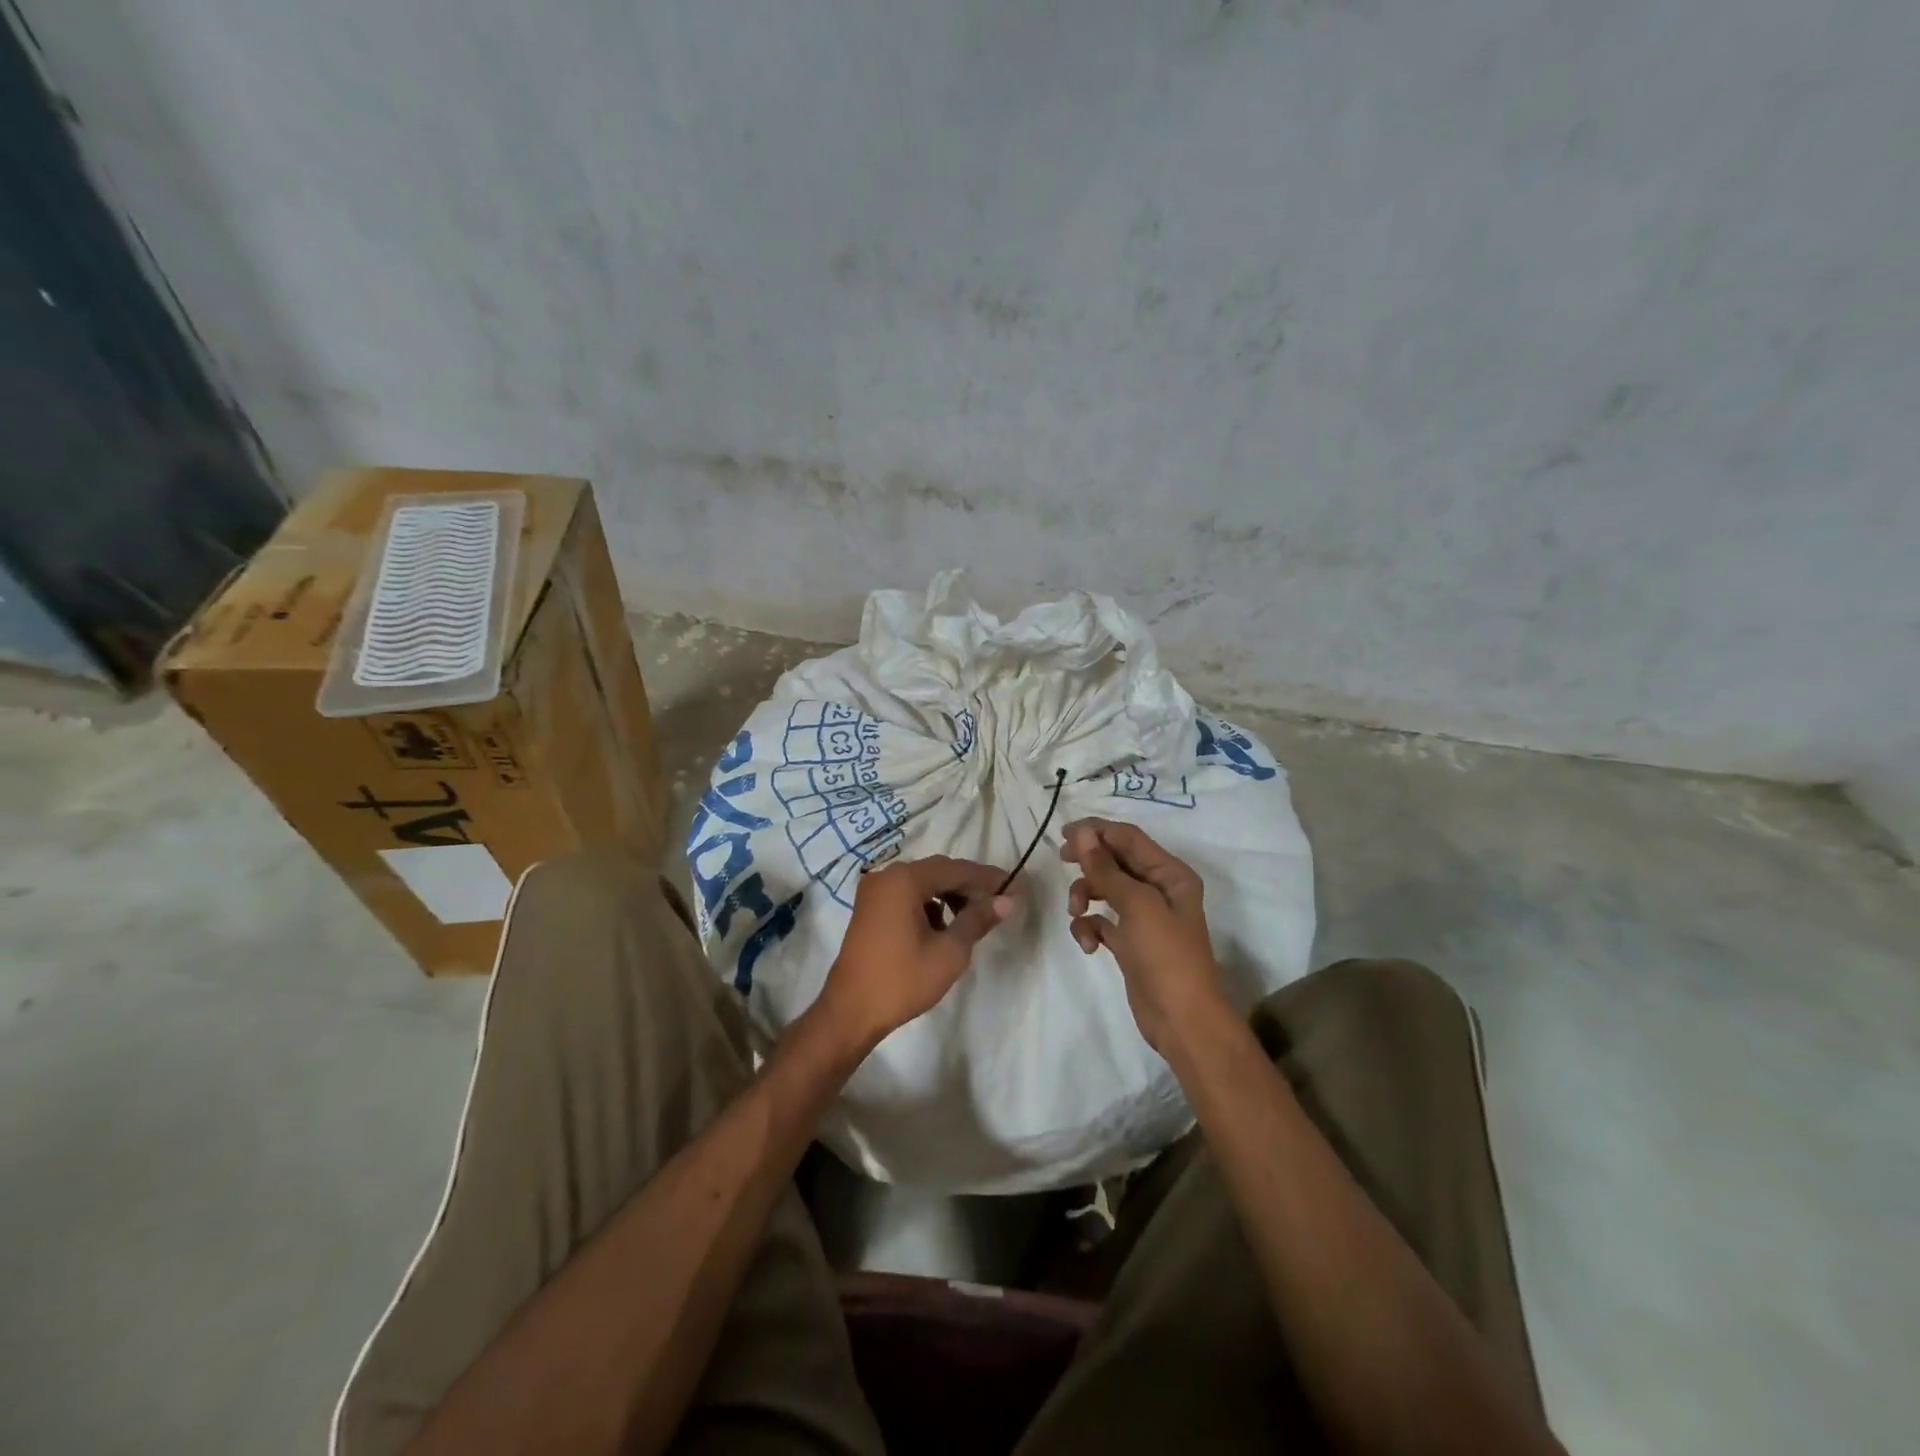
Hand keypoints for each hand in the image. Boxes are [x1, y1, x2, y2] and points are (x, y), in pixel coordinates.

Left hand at [816, 855, 1016, 1053]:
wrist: (850, 1012)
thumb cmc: (902, 980)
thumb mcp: (949, 952)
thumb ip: (978, 920)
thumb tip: (1008, 901)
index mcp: (904, 880)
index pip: (956, 869)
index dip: (988, 878)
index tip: (1016, 887)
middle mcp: (886, 876)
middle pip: (938, 871)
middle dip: (970, 886)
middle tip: (1000, 902)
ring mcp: (875, 892)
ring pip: (923, 883)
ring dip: (950, 895)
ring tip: (973, 918)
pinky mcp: (870, 909)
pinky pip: (907, 896)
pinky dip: (929, 905)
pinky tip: (943, 928)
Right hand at [1061, 818, 1227, 1054]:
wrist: (1182, 1020)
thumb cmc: (1166, 955)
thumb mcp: (1136, 906)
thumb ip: (1105, 868)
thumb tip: (1082, 833)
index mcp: (1170, 874)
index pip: (1129, 838)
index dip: (1097, 831)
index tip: (1064, 834)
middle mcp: (1159, 890)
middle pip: (1116, 861)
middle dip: (1089, 862)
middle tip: (1062, 861)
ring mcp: (1144, 917)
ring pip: (1105, 890)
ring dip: (1085, 896)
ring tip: (1077, 913)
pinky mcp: (1130, 942)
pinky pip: (1102, 921)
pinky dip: (1090, 927)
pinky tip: (1087, 944)